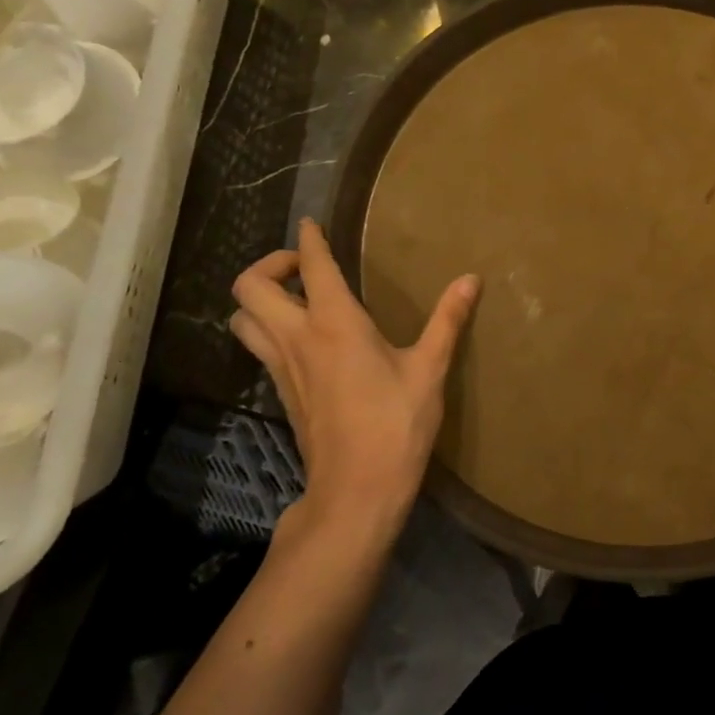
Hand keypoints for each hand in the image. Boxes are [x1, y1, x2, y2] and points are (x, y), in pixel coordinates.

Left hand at [229, 219, 479, 531]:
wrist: (356, 491)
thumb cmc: (396, 425)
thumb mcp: (429, 369)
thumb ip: (448, 320)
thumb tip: (471, 278)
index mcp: (335, 324)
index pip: (313, 266)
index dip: (310, 239)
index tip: (312, 223)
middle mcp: (298, 338)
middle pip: (250, 287)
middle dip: (271, 263)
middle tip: (306, 267)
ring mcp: (282, 368)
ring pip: (243, 318)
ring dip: (261, 298)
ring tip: (297, 297)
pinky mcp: (281, 392)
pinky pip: (259, 346)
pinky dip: (268, 327)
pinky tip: (304, 338)